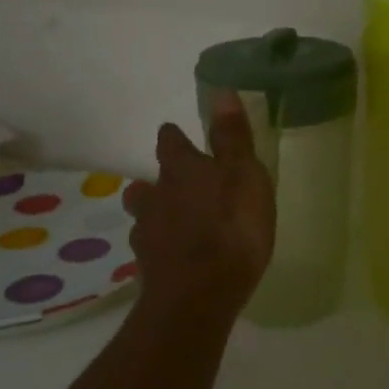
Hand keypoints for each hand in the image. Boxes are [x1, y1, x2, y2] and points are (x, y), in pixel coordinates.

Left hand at [126, 92, 275, 312]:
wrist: (199, 296)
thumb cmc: (231, 227)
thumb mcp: (244, 174)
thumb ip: (232, 137)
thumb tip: (221, 92)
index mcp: (180, 169)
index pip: (169, 142)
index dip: (175, 138)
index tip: (182, 138)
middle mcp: (156, 197)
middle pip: (146, 184)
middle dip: (159, 184)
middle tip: (180, 189)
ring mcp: (147, 235)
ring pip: (144, 218)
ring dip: (157, 218)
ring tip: (178, 227)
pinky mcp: (149, 270)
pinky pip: (153, 253)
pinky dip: (164, 251)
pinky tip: (179, 260)